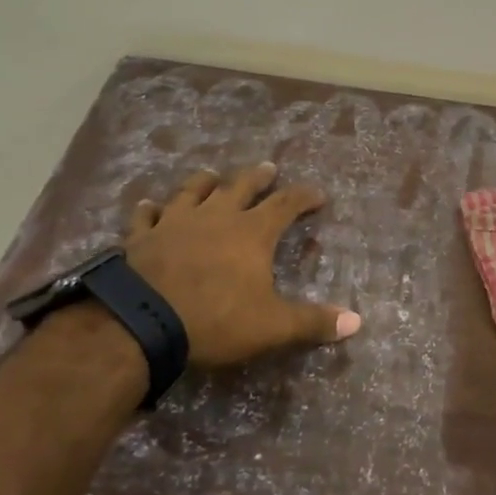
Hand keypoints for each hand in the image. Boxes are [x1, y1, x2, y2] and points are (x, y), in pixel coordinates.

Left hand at [124, 163, 360, 367]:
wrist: (138, 321)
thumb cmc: (213, 319)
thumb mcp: (271, 326)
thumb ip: (312, 322)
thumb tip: (357, 322)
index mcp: (252, 232)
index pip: (286, 204)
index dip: (304, 197)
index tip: (318, 194)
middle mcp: (216, 217)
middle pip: (241, 186)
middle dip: (258, 177)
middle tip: (268, 168)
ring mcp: (175, 222)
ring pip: (194, 191)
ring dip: (205, 182)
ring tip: (212, 175)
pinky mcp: (141, 236)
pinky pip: (147, 215)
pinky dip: (151, 209)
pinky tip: (149, 205)